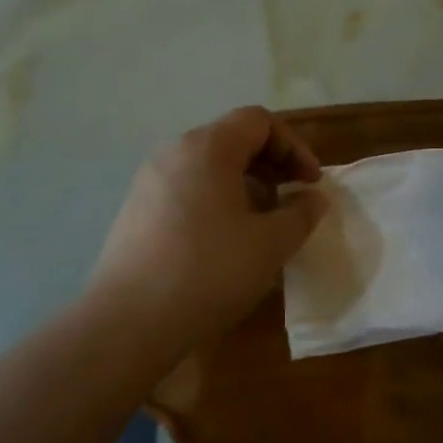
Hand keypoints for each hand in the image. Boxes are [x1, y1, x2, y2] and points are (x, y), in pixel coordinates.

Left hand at [88, 106, 329, 340]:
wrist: (128, 322)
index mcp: (206, 147)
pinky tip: (225, 243)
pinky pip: (187, 190)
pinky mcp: (136, 211)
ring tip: (262, 226)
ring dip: (245, 186)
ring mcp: (149, 181)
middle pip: (232, 139)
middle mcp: (173, 153)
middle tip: (292, 202)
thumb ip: (300, 214)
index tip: (311, 184)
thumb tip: (313, 198)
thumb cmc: (209, 271)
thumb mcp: (270, 244)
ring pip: (208, 167)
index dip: (294, 147)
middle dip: (271, 166)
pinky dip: (216, 202)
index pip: (259, 121)